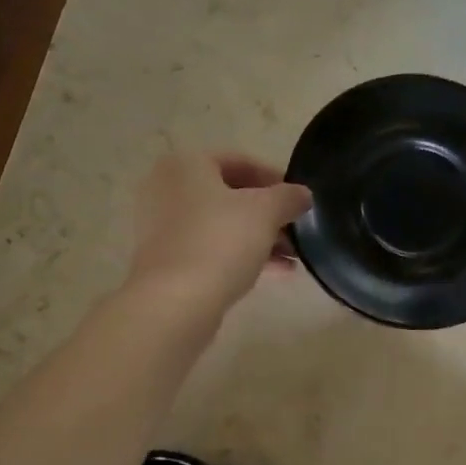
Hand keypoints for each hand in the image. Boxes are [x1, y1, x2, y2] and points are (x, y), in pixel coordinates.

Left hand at [127, 153, 312, 314]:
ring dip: (260, 238)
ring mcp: (163, 227)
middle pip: (230, 196)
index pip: (240, 162)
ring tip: (294, 257)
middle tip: (297, 229)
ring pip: (222, 225)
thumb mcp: (266, 212)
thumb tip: (302, 194)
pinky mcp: (166, 260)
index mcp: (186, 165)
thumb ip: (288, 197)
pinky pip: (211, 249)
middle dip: (269, 214)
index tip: (300, 199)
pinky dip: (241, 255)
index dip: (276, 179)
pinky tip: (277, 272)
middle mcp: (167, 189)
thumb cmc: (221, 241)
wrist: (175, 302)